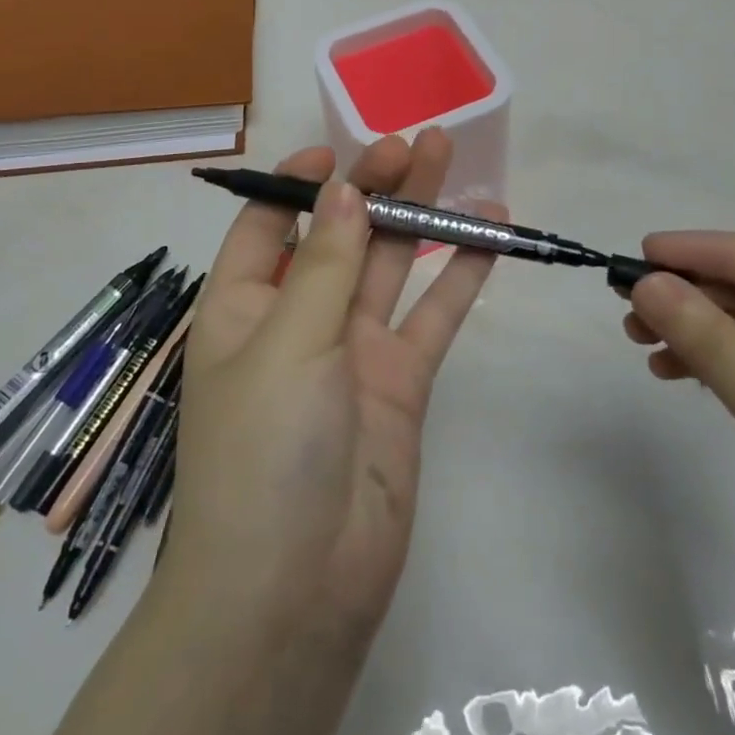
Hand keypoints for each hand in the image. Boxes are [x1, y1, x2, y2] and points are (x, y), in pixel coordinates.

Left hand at [167, 129, 499, 650]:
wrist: (295, 592)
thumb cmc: (263, 452)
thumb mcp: (285, 343)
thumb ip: (325, 265)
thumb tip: (345, 191)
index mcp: (244, 305)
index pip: (267, 224)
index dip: (298, 183)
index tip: (338, 152)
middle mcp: (299, 319)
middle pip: (341, 234)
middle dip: (375, 185)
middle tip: (417, 142)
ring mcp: (354, 350)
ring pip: (391, 265)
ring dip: (420, 214)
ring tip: (454, 161)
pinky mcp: (401, 382)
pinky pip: (433, 316)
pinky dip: (459, 274)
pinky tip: (489, 232)